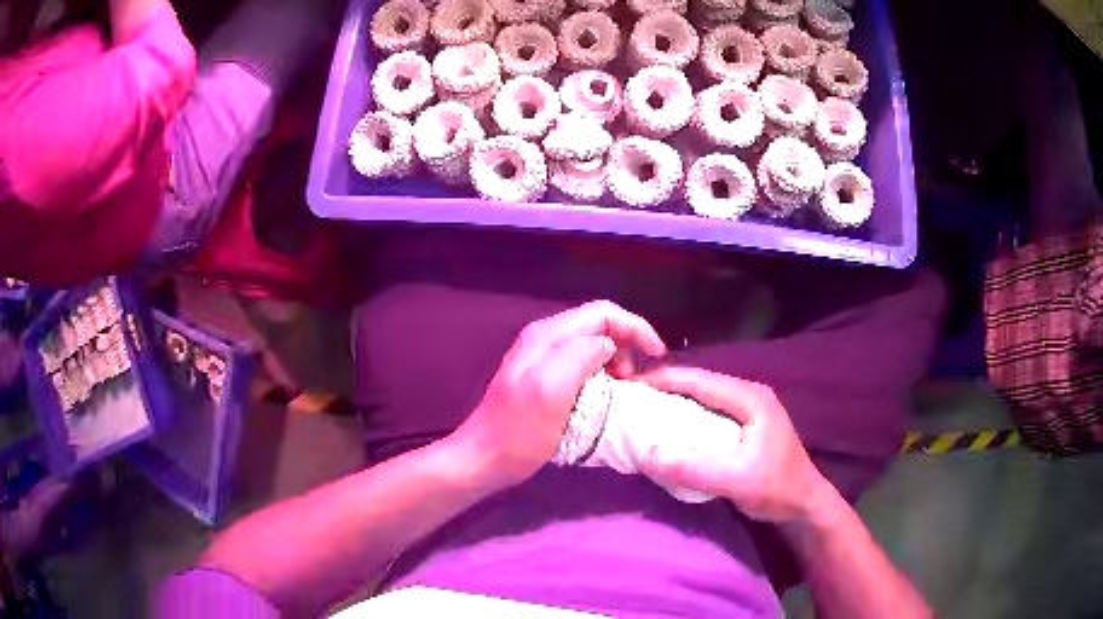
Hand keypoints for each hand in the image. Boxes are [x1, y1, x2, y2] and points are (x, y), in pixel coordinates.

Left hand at [454, 301, 665, 490]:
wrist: (484, 458)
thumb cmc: (519, 430)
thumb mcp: (551, 390)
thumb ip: (580, 356)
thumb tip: (607, 346)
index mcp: (549, 335)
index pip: (603, 313)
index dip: (635, 328)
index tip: (657, 355)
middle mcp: (546, 339)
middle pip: (599, 325)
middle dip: (626, 345)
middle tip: (634, 380)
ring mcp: (543, 359)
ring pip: (592, 345)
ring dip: (616, 361)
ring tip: (622, 389)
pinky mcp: (543, 379)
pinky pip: (582, 364)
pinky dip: (602, 374)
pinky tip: (604, 396)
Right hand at [637, 367, 830, 523]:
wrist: (805, 504)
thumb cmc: (776, 489)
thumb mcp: (734, 480)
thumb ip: (692, 469)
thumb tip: (646, 456)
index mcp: (751, 398)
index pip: (701, 381)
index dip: (665, 380)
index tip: (632, 384)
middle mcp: (750, 396)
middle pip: (701, 384)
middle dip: (667, 388)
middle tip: (633, 397)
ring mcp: (750, 410)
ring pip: (705, 398)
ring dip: (677, 402)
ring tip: (645, 409)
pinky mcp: (747, 426)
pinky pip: (710, 414)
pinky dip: (688, 417)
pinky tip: (672, 429)